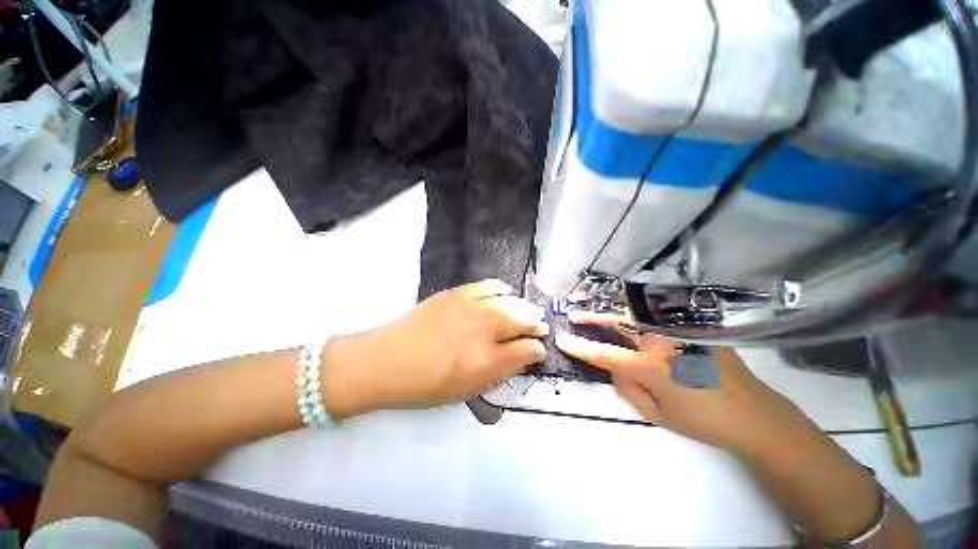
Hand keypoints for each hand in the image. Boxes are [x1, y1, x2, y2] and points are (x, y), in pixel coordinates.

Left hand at [323, 279, 547, 416]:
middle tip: (539, 325)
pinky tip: (504, 291)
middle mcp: (483, 330)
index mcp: (486, 360)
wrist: (386, 361)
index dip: (537, 349)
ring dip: (522, 306)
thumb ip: (498, 372)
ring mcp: (469, 307)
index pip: (527, 349)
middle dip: (535, 323)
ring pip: (508, 301)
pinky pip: (485, 286)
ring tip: (527, 310)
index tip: (538, 350)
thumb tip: (520, 357)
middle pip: (522, 319)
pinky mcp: (455, 294)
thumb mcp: (466, 391)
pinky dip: (499, 288)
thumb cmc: (425, 385)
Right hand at [555, 313, 805, 455]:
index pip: (604, 353)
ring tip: (598, 318)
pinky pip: (657, 321)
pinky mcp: (692, 330)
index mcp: (650, 366)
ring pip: (637, 317)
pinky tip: (633, 324)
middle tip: (575, 317)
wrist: (754, 414)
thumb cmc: (702, 420)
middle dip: (593, 319)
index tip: (562, 340)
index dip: (580, 347)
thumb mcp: (657, 415)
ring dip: (614, 317)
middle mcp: (660, 341)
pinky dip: (639, 320)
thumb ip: (628, 388)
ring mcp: (678, 332)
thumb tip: (615, 368)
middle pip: (618, 323)